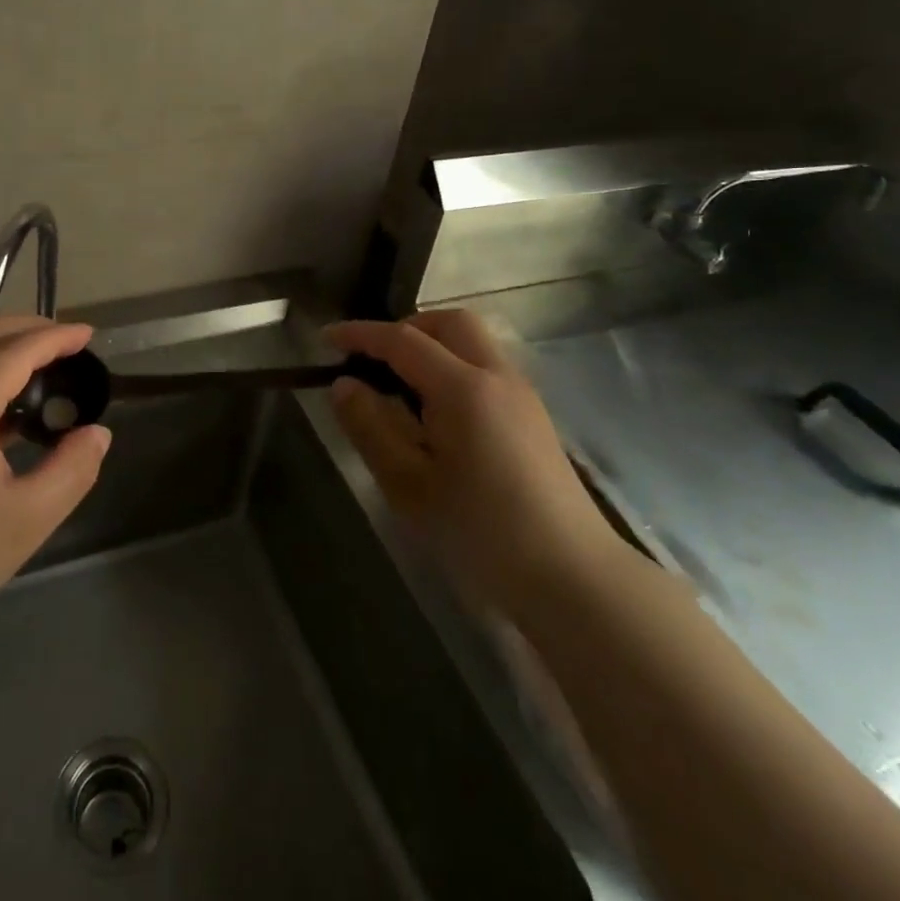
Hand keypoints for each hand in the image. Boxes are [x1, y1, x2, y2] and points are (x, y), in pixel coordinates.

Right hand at [327, 310, 618, 613]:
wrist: (573, 578)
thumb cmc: (482, 533)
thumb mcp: (410, 486)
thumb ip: (372, 428)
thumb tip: (344, 385)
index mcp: (464, 388)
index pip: (403, 340)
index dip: (361, 334)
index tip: (326, 338)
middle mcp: (497, 376)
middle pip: (449, 323)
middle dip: (406, 328)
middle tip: (373, 358)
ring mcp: (522, 394)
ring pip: (473, 342)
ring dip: (432, 345)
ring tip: (400, 385)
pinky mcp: (533, 416)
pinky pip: (486, 366)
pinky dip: (454, 365)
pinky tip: (438, 411)